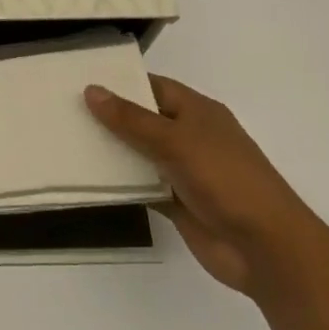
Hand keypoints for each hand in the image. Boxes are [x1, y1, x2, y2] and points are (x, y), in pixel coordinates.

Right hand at [85, 75, 313, 296]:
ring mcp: (183, 171)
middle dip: (109, 117)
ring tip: (65, 141)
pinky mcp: (177, 203)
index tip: (79, 80)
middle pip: (142, 120)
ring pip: (139, 154)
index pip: (152, 87)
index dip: (120, 83)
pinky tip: (88, 179)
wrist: (266, 249)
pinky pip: (141, 186)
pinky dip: (120, 184)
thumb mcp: (176, 141)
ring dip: (111, 151)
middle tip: (62, 109)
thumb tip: (91, 90)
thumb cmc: (226, 179)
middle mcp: (189, 136)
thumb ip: (132, 119)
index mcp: (197, 111)